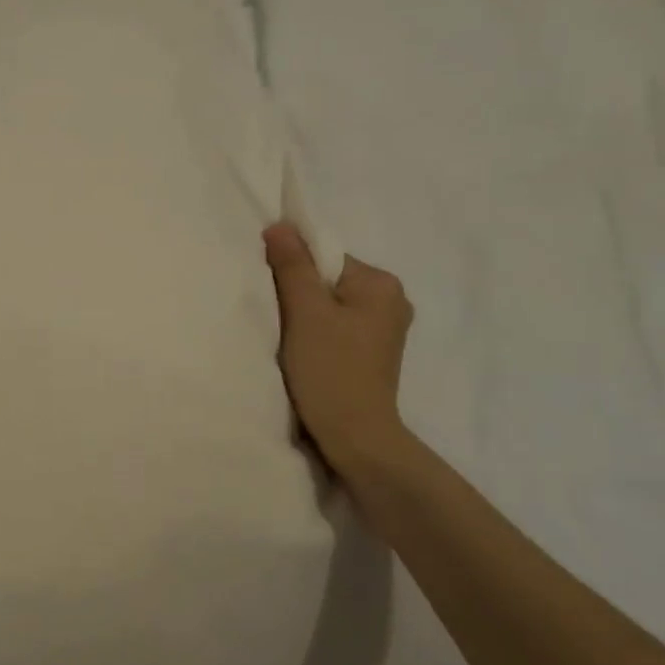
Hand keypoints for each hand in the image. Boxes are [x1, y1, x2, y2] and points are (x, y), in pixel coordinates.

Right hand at [264, 222, 415, 478]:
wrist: (356, 438)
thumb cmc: (331, 371)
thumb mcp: (305, 313)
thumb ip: (292, 267)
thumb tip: (280, 226)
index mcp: (381, 284)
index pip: (325, 257)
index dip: (293, 271)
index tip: (273, 296)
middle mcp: (391, 300)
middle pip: (328, 280)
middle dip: (299, 295)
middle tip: (279, 320)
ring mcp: (384, 329)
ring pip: (330, 305)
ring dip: (305, 317)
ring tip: (290, 340)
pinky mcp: (371, 353)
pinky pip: (336, 327)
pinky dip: (316, 334)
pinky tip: (305, 353)